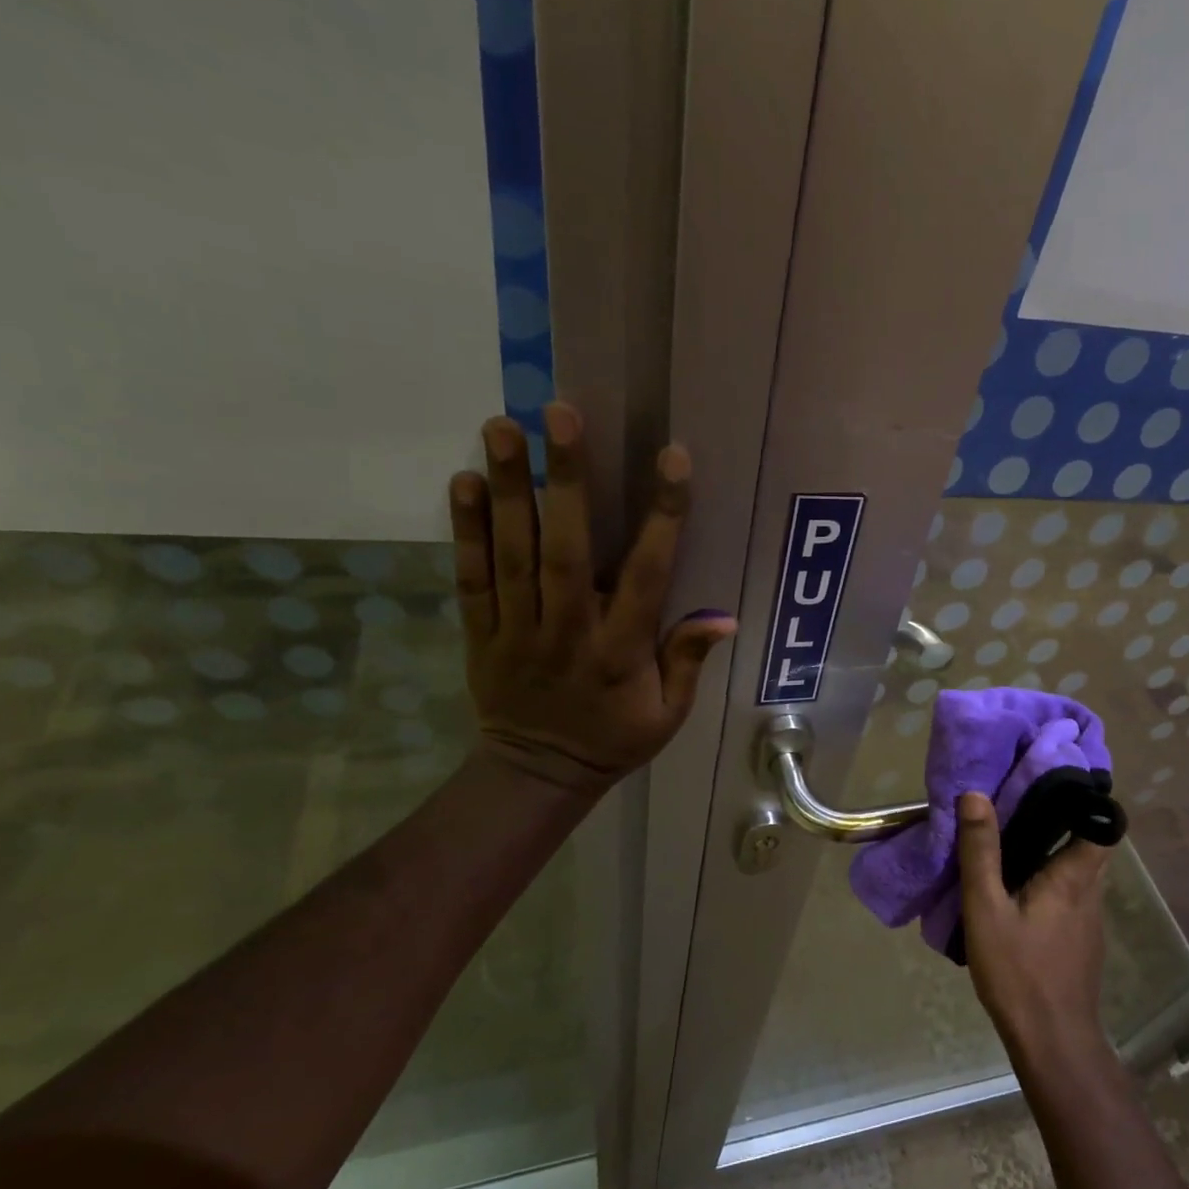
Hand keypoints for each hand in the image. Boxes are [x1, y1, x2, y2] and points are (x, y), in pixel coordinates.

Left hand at [449, 404, 736, 791]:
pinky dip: (466, 531)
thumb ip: (687, 662)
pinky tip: (464, 481)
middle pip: (567, 552)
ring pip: (513, 555)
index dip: (663, 518)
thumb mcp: (668, 715)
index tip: (672, 460)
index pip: (647, 577)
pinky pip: (472, 579)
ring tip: (503, 426)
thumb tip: (724, 618)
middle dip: (566, 482)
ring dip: (509, 490)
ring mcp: (519, 631)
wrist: (538, 774)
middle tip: (560, 414)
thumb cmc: (615, 740)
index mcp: (622, 653)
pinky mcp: (481, 634)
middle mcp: (569, 633)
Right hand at [956, 791, 1113, 1062]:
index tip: (1053, 780)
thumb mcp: (986, 908)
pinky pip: (1071, 891)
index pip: (1103, 822)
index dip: (1086, 797)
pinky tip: (1020, 887)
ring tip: (1015, 836)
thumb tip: (976, 795)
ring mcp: (1090, 916)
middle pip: (1089, 841)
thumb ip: (981, 852)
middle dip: (1062, 817)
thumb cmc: (1019, 971)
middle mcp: (1091, 890)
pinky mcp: (1082, 937)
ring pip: (1080, 867)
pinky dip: (1052, 876)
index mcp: (1074, 875)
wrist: (1053, 1040)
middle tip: (1021, 801)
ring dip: (1055, 847)